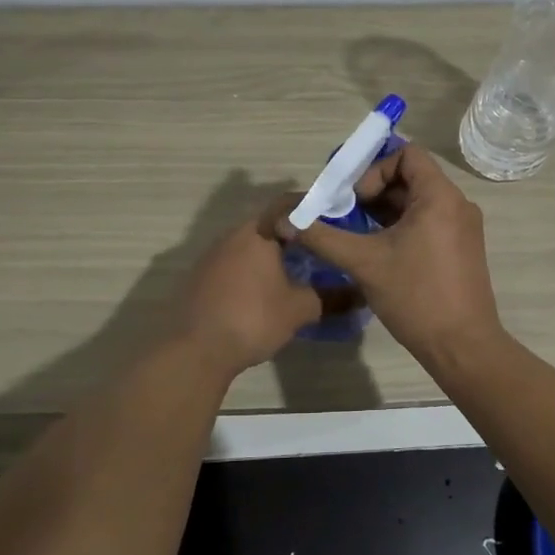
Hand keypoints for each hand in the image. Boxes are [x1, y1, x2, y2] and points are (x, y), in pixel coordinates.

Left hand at [172, 196, 324, 375]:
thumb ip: (330, 298)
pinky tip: (265, 290)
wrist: (196, 350)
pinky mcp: (201, 276)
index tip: (333, 219)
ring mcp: (213, 255)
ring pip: (250, 243)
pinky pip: (235, 262)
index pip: (289, 204)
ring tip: (297, 269)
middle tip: (320, 247)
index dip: (312, 208)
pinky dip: (253, 268)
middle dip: (294, 233)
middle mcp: (233, 235)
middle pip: (269, 223)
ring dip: (272, 252)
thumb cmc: (253, 319)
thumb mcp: (299, 309)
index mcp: (258, 232)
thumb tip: (358, 295)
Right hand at [278, 143, 504, 367]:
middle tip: (345, 215)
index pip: (407, 155)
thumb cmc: (416, 296)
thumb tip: (286, 221)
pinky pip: (428, 222)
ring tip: (355, 233)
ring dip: (384, 211)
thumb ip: (323, 237)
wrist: (462, 347)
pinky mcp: (461, 249)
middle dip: (374, 192)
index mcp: (440, 197)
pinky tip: (377, 251)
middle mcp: (457, 205)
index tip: (355, 199)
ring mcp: (462, 228)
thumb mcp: (363, 263)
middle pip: (411, 177)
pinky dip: (401, 227)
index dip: (375, 169)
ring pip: (417, 202)